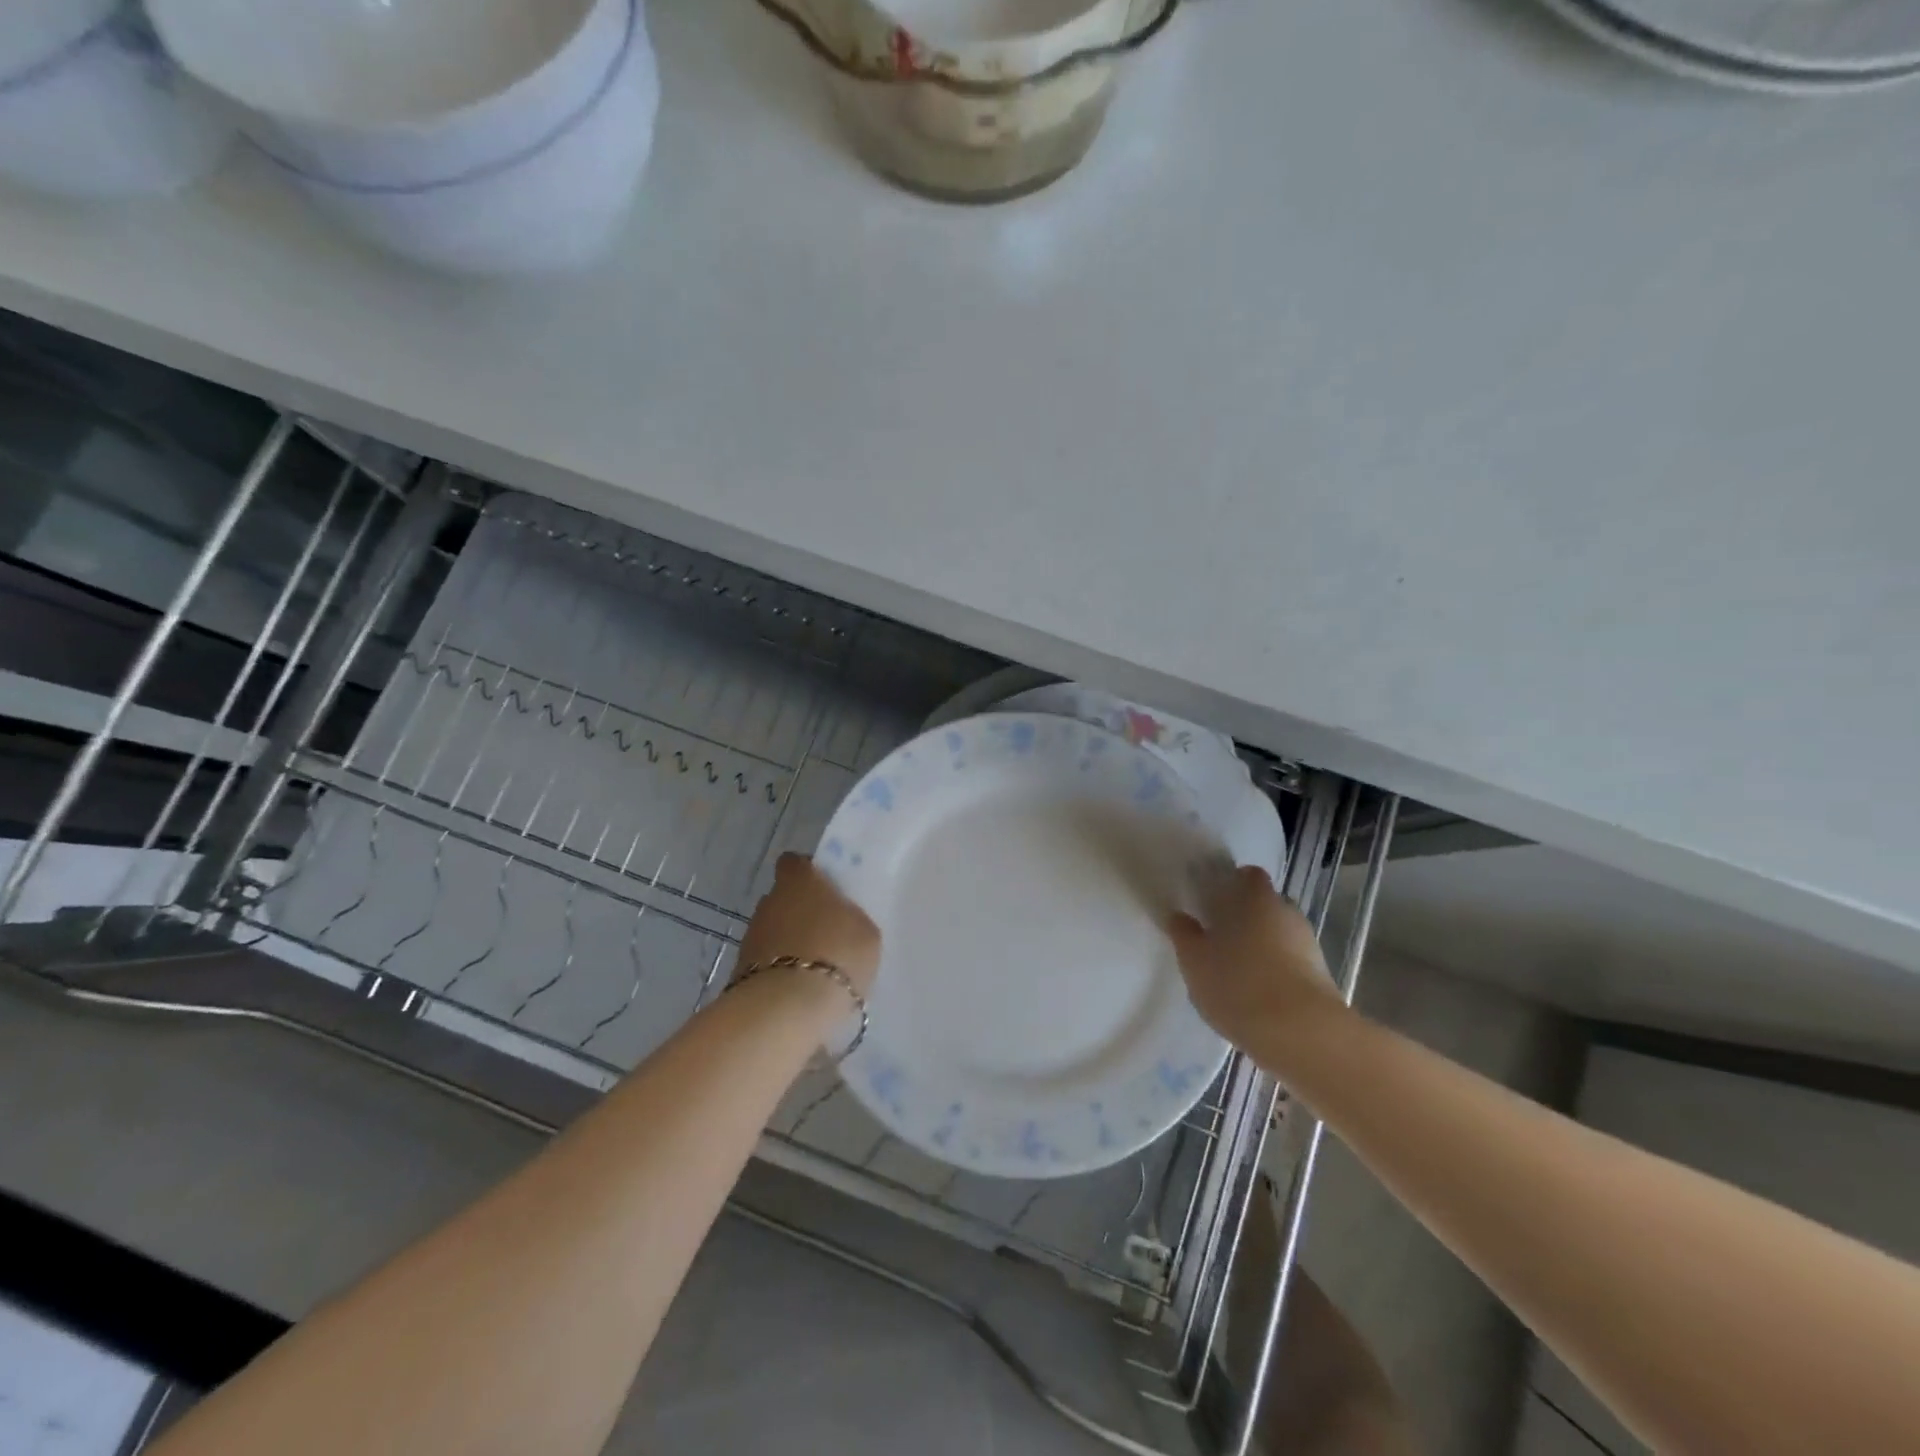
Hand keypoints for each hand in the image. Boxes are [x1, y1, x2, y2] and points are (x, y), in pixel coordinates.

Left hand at [737, 853, 881, 994]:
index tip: (825, 890)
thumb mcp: (865, 933)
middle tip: (826, 933)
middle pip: (784, 898)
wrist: (786, 1008)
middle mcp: (769, 900)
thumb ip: (850, 917)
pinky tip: (800, 991)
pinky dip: (779, 972)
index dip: (808, 873)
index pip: (795, 862)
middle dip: (800, 912)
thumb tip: (839, 918)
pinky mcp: (739, 970)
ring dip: (789, 944)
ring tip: (815, 969)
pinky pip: (766, 963)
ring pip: (774, 931)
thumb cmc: (836, 955)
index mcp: (800, 881)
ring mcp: (751, 936)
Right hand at [1168, 866, 1342, 1048]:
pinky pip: (1291, 964)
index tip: (1212, 900)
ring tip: (1235, 972)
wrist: (1302, 1035)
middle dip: (1245, 917)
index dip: (1232, 883)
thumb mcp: (1195, 960)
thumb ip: (1184, 935)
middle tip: (1218, 937)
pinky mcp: (1321, 978)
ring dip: (1261, 947)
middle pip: (1265, 905)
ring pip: (1279, 936)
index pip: (1248, 875)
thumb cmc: (1238, 984)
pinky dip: (1275, 972)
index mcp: (1257, 898)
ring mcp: (1309, 946)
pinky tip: (1256, 996)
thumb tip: (1179, 917)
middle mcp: (1287, 913)